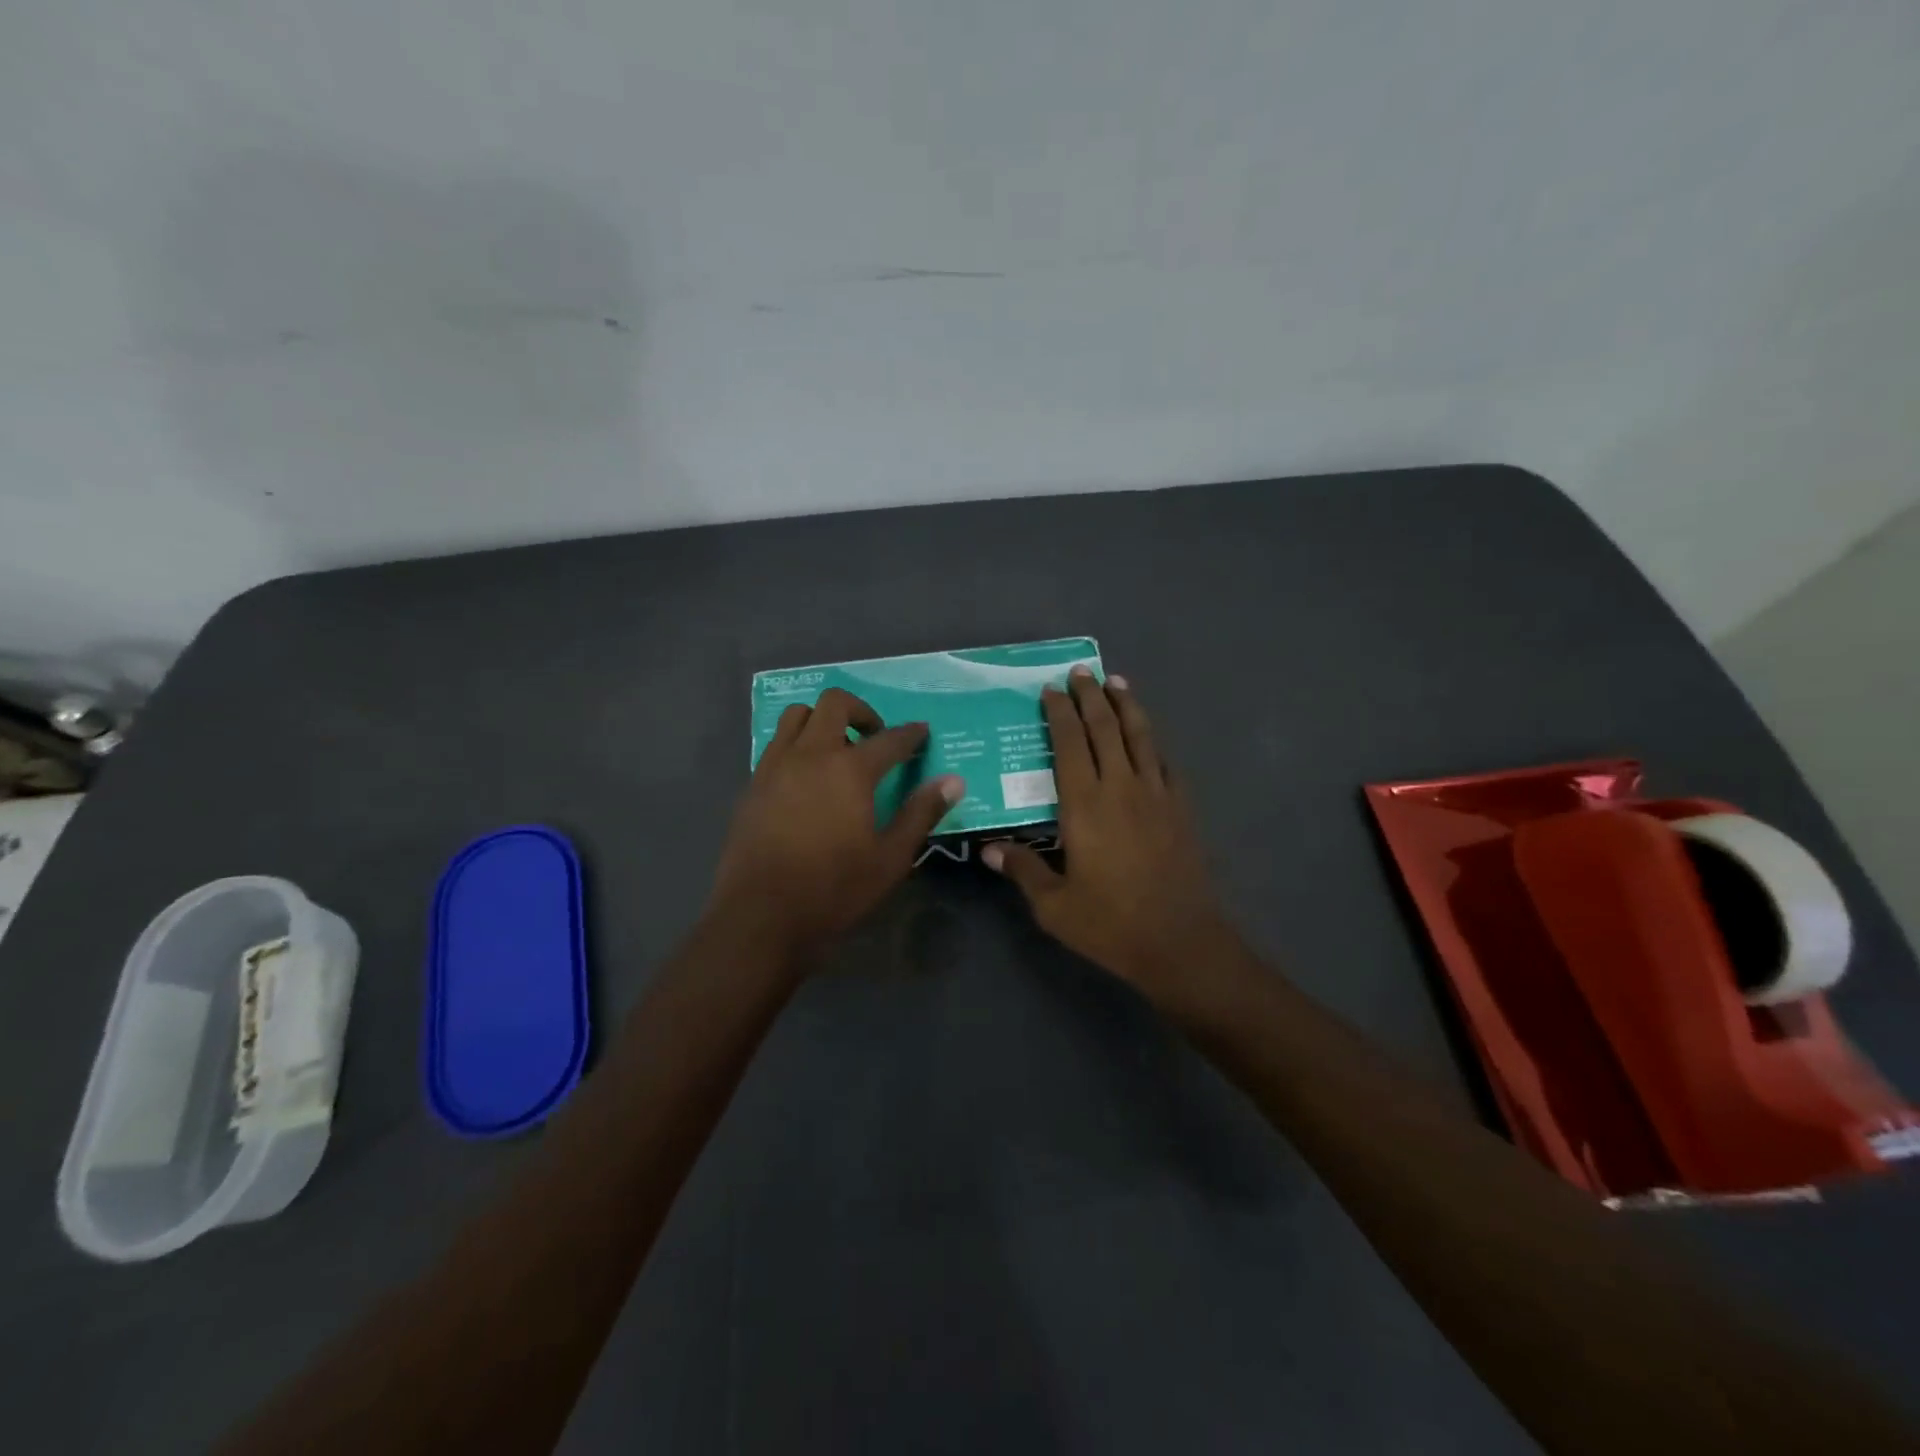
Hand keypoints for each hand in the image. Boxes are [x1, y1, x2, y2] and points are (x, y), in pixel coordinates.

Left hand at [708, 687, 963, 962]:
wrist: (760, 916)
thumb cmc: (834, 889)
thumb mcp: (890, 858)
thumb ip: (921, 813)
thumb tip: (953, 781)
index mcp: (850, 770)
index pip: (890, 739)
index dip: (911, 734)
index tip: (922, 733)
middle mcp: (811, 755)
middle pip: (835, 703)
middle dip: (861, 711)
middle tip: (875, 738)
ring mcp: (775, 766)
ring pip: (797, 716)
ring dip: (822, 721)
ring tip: (837, 750)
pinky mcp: (753, 784)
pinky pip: (776, 744)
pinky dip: (797, 745)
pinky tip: (807, 778)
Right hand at [983, 669, 1240, 1018]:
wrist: (1181, 942)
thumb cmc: (1111, 924)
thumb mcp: (1054, 906)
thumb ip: (1023, 870)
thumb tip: (989, 850)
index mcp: (1085, 805)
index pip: (1070, 744)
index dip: (1059, 713)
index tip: (1051, 689)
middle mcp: (1121, 788)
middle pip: (1105, 728)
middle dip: (1091, 696)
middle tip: (1081, 672)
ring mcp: (1157, 795)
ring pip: (1141, 736)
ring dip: (1127, 705)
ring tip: (1117, 682)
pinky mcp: (1181, 809)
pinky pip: (1165, 762)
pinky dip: (1153, 741)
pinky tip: (1149, 736)